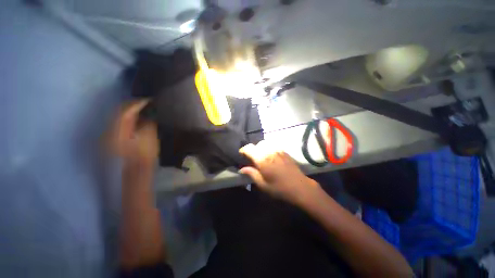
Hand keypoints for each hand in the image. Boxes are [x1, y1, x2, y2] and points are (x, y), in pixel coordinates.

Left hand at [106, 100, 158, 166]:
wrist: (137, 169)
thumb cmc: (145, 155)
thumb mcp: (149, 137)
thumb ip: (148, 122)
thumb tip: (149, 112)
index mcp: (118, 130)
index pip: (126, 110)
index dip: (138, 103)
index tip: (150, 99)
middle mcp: (110, 129)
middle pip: (120, 111)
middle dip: (134, 104)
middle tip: (147, 102)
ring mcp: (110, 133)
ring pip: (120, 115)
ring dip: (132, 110)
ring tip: (144, 107)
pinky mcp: (114, 136)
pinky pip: (121, 121)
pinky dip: (130, 117)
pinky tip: (139, 116)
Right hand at [239, 141, 319, 204]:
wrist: (299, 186)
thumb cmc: (279, 188)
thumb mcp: (263, 184)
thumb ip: (252, 174)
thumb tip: (242, 169)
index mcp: (262, 159)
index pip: (249, 148)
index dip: (243, 150)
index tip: (241, 154)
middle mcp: (269, 151)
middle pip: (258, 144)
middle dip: (253, 150)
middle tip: (253, 158)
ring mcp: (278, 150)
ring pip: (266, 143)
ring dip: (261, 148)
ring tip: (262, 157)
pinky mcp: (284, 151)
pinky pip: (273, 146)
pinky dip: (269, 149)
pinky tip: (271, 157)